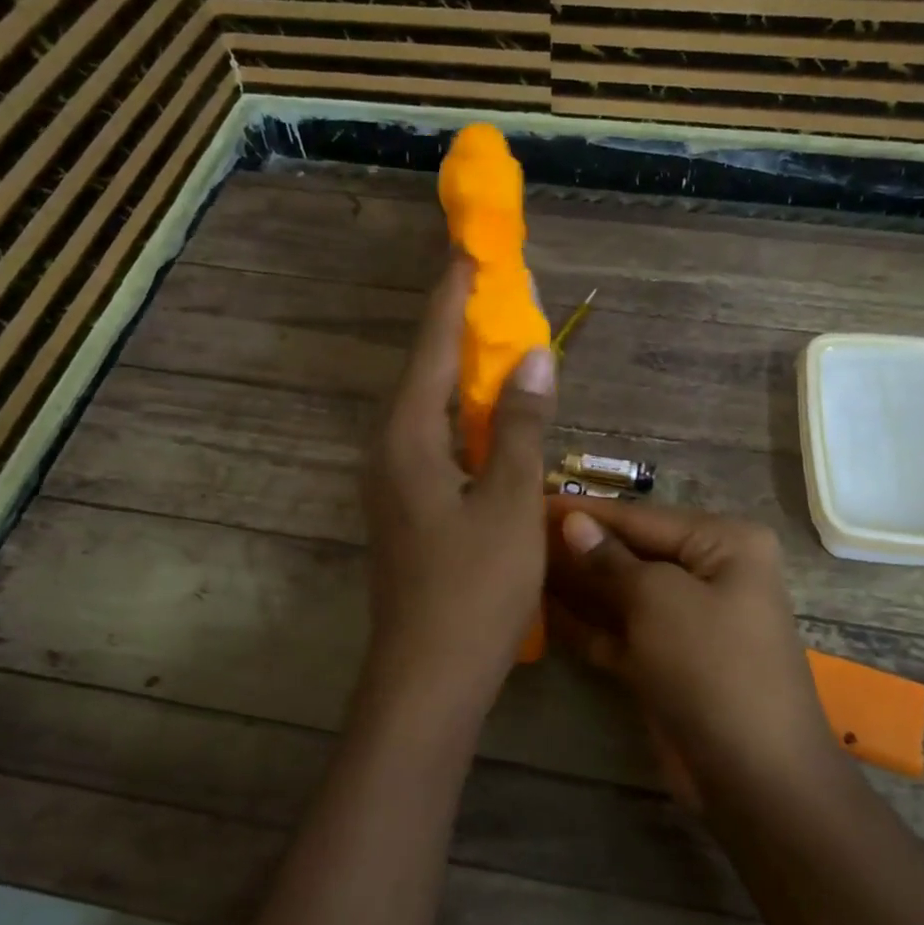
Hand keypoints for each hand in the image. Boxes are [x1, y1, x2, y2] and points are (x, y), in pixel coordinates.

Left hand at [359, 258, 555, 728]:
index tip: (468, 247)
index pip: (432, 347)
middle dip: (457, 329)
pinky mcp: (407, 512)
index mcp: (407, 439)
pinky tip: (491, 424)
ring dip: (462, 377)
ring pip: (430, 413)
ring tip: (499, 345)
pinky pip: (436, 446)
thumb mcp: (510, 502)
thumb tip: (534, 357)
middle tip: (490, 291)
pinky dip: (465, 422)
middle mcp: (389, 452)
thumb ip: (520, 426)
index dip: (452, 295)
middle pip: (425, 374)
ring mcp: (393, 485)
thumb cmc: (474, 588)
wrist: (429, 676)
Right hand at [545, 500, 835, 800]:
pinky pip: (622, 632)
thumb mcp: (659, 600)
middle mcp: (711, 574)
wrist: (753, 774)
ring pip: (624, 594)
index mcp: (725, 544)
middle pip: (633, 553)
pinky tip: (542, 612)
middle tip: (519, 537)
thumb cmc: (712, 666)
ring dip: (579, 585)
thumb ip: (611, 560)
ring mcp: (690, 621)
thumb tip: (573, 522)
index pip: (643, 517)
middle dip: (580, 549)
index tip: (534, 500)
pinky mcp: (669, 661)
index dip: (587, 512)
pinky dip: (588, 625)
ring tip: (521, 568)